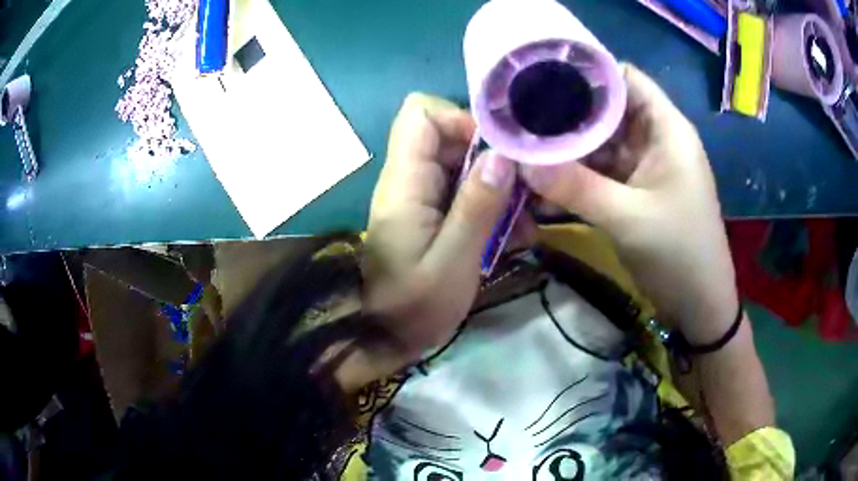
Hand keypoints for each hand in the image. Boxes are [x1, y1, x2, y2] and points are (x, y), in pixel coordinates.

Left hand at [362, 93, 515, 361]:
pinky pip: (463, 192)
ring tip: (523, 224)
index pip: (420, 114)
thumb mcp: (454, 261)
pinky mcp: (429, 215)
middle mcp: (409, 180)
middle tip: (524, 192)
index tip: (497, 153)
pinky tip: (511, 237)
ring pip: (462, 164)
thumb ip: (477, 207)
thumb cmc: (415, 307)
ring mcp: (419, 197)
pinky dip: (489, 206)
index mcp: (405, 183)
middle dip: (491, 158)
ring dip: (497, 187)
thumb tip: (500, 156)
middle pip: (448, 137)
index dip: (460, 120)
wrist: (387, 339)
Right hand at [521, 64, 738, 343]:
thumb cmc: (680, 254)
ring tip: (523, 144)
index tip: (542, 75)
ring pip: (600, 141)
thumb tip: (520, 161)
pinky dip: (576, 173)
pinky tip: (544, 176)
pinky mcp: (634, 191)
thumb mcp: (629, 219)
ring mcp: (643, 166)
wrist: (698, 305)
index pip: (625, 78)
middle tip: (520, 114)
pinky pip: (600, 171)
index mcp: (666, 128)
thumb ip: (576, 187)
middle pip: (607, 109)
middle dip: (567, 111)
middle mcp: (654, 138)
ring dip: (567, 146)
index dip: (588, 71)